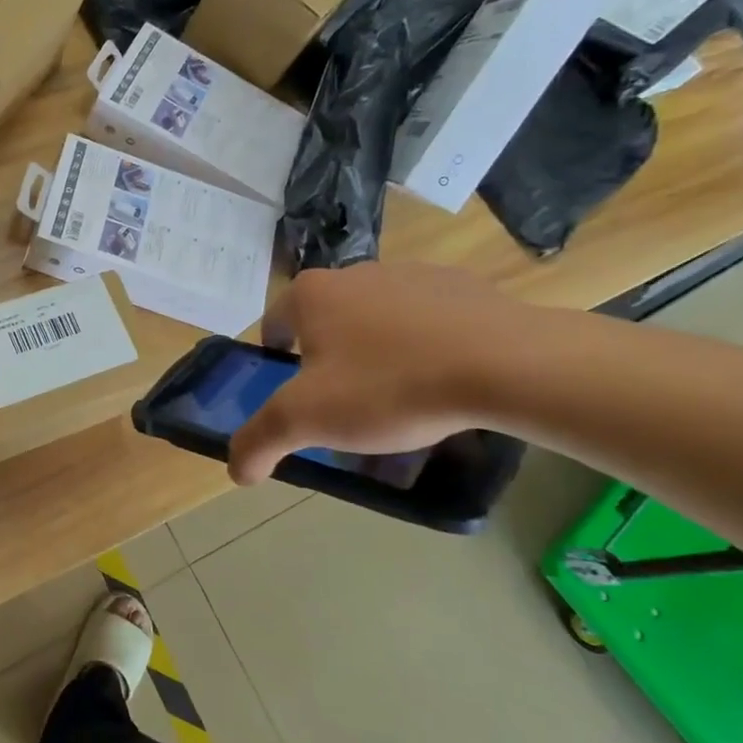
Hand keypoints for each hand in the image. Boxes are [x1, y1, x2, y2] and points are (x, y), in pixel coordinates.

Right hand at [228, 263, 526, 483]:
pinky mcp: (462, 285)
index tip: (295, 395)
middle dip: (327, 359)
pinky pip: (425, 319)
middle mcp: (355, 272)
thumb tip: (236, 470)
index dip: (276, 362)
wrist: (505, 363)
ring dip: (375, 350)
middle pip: (324, 322)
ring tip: (399, 396)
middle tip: (346, 404)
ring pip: (375, 319)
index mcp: (311, 294)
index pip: (273, 325)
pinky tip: (441, 378)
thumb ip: (258, 442)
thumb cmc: (388, 386)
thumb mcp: (306, 421)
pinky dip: (423, 344)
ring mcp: (411, 274)